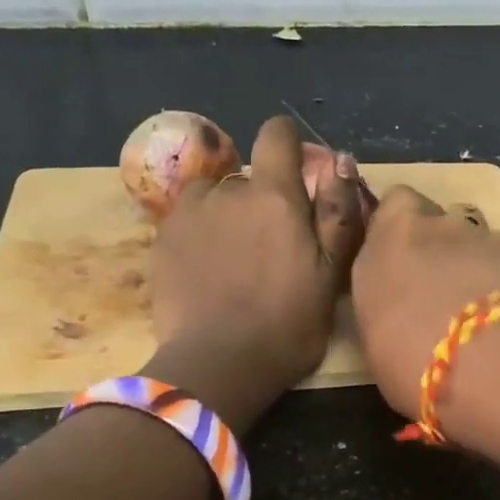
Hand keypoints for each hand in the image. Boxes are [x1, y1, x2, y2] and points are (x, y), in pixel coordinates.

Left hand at [146, 116, 366, 425]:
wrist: (218, 365)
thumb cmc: (288, 324)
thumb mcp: (331, 275)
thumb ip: (336, 213)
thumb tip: (338, 162)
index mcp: (275, 196)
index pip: (276, 135)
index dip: (288, 143)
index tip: (295, 168)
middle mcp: (228, 191)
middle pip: (248, 177)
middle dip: (262, 199)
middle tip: (272, 246)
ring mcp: (189, 214)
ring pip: (214, 197)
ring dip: (226, 213)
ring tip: (234, 258)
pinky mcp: (161, 240)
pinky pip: (187, 220)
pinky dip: (200, 234)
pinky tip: (207, 271)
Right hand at [350, 185, 499, 419]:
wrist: (479, 363)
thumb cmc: (405, 355)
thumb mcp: (371, 331)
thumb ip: (383, 300)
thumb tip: (395, 304)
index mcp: (391, 235)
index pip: (395, 203)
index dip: (401, 226)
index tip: (400, 257)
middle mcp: (438, 223)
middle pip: (439, 221)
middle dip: (439, 246)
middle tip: (438, 291)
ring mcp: (485, 236)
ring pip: (477, 241)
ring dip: (475, 264)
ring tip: (476, 310)